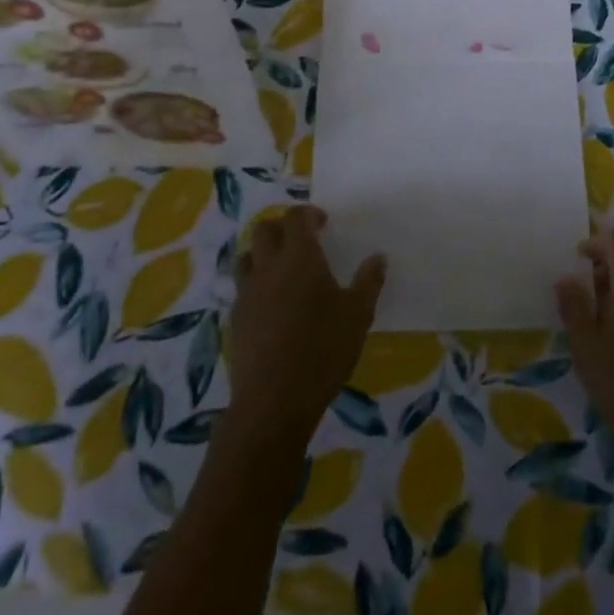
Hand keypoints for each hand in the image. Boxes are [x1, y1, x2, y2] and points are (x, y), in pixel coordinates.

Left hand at [227, 205, 384, 441]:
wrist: (273, 400)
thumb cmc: (323, 350)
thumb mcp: (358, 315)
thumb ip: (369, 282)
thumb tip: (378, 258)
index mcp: (299, 257)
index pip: (295, 218)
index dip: (307, 214)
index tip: (322, 223)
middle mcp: (268, 267)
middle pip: (264, 229)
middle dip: (281, 227)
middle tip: (301, 240)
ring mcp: (247, 293)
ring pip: (247, 256)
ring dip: (263, 253)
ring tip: (282, 268)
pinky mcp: (235, 319)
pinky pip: (242, 288)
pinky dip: (255, 283)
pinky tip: (271, 303)